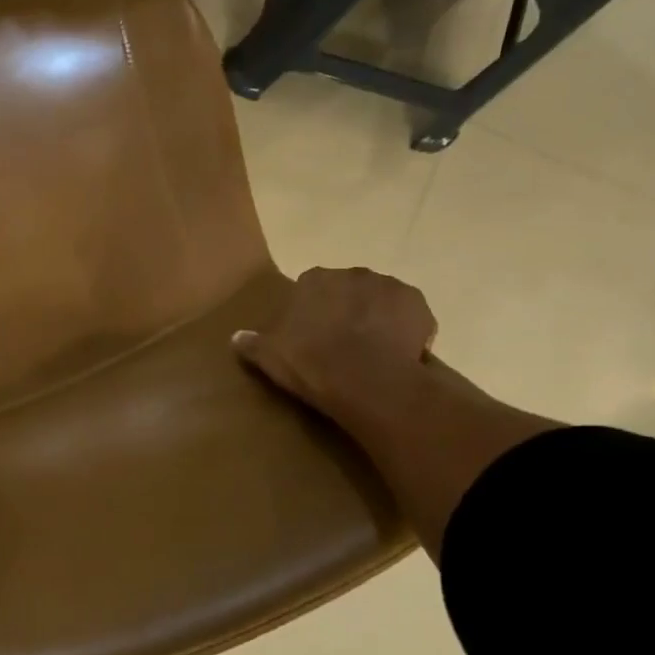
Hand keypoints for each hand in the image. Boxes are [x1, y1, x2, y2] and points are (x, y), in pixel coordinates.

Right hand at [233, 267, 437, 417]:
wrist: (367, 381)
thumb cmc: (311, 363)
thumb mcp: (269, 356)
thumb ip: (251, 343)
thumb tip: (236, 337)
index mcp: (314, 280)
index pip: (311, 288)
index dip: (312, 311)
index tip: (312, 334)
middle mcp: (352, 273)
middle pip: (348, 289)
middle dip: (346, 309)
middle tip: (341, 342)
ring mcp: (389, 286)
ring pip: (380, 299)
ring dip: (376, 317)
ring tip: (371, 350)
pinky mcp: (419, 305)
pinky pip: (409, 315)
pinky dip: (404, 328)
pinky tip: (396, 352)